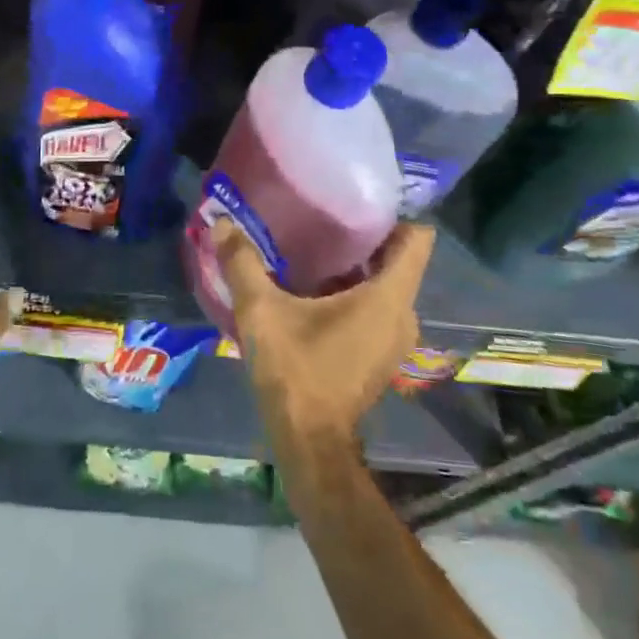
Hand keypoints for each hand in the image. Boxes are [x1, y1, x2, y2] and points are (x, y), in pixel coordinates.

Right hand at [213, 218, 433, 450]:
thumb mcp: (261, 311)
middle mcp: (403, 315)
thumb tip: (221, 222)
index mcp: (388, 297)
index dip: (394, 213)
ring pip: (386, 286)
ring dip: (358, 268)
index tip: (357, 200)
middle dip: (364, 238)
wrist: (308, 439)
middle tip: (324, 218)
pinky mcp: (382, 355)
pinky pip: (378, 308)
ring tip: (317, 248)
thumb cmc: (294, 369)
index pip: (417, 239)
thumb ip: (242, 263)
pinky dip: (356, 293)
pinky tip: (316, 290)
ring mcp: (397, 339)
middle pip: (397, 260)